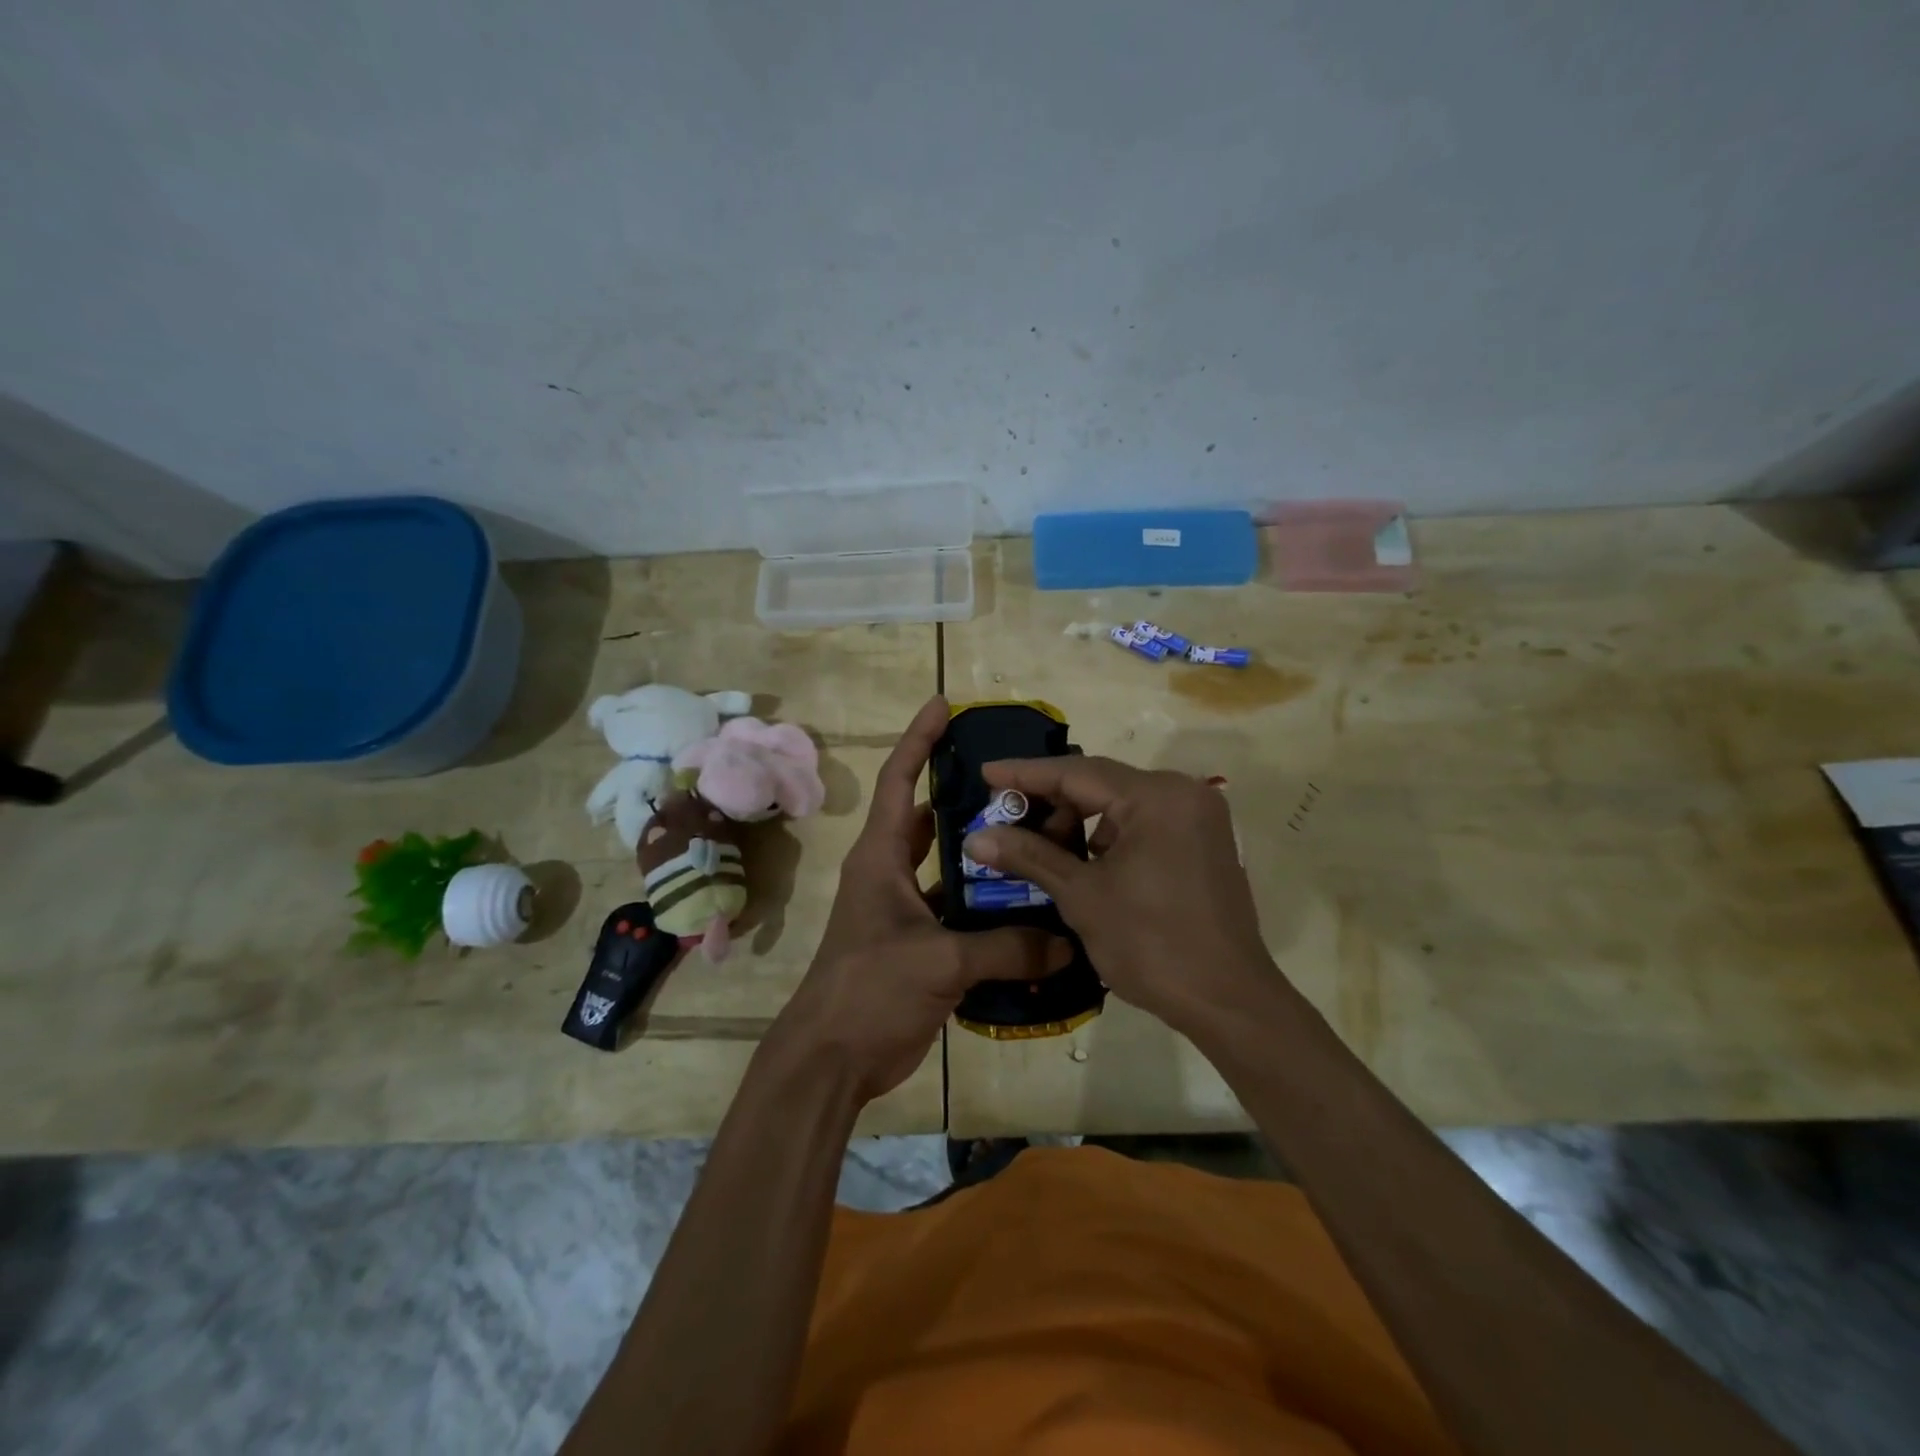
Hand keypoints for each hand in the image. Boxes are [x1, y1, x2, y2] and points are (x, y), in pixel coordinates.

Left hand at [768, 696, 1064, 1104]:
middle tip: (1022, 783)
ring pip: (953, 868)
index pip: (899, 780)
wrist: (833, 1060)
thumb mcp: (939, 961)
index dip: (919, 739)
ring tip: (1039, 840)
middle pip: (932, 820)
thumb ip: (1006, 948)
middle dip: (971, 799)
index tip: (944, 704)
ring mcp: (906, 911)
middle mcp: (892, 873)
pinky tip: (1033, 910)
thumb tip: (1067, 941)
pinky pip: (963, 914)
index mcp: (881, 857)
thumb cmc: (869, 990)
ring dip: (986, 857)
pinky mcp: (921, 945)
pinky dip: (991, 910)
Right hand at [962, 756, 1275, 1034]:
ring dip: (1079, 821)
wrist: (1228, 1001)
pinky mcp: (1203, 842)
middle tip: (1006, 818)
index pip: (1076, 772)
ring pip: (1121, 804)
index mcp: (1157, 796)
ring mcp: (1198, 817)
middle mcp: (1183, 793)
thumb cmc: (1152, 944)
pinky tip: (1081, 861)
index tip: (986, 773)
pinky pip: (1144, 823)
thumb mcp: (1082, 896)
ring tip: (1039, 846)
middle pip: (1101, 784)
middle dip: (1051, 802)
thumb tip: (975, 837)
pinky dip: (1109, 836)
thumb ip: (1029, 856)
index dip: (1025, 774)